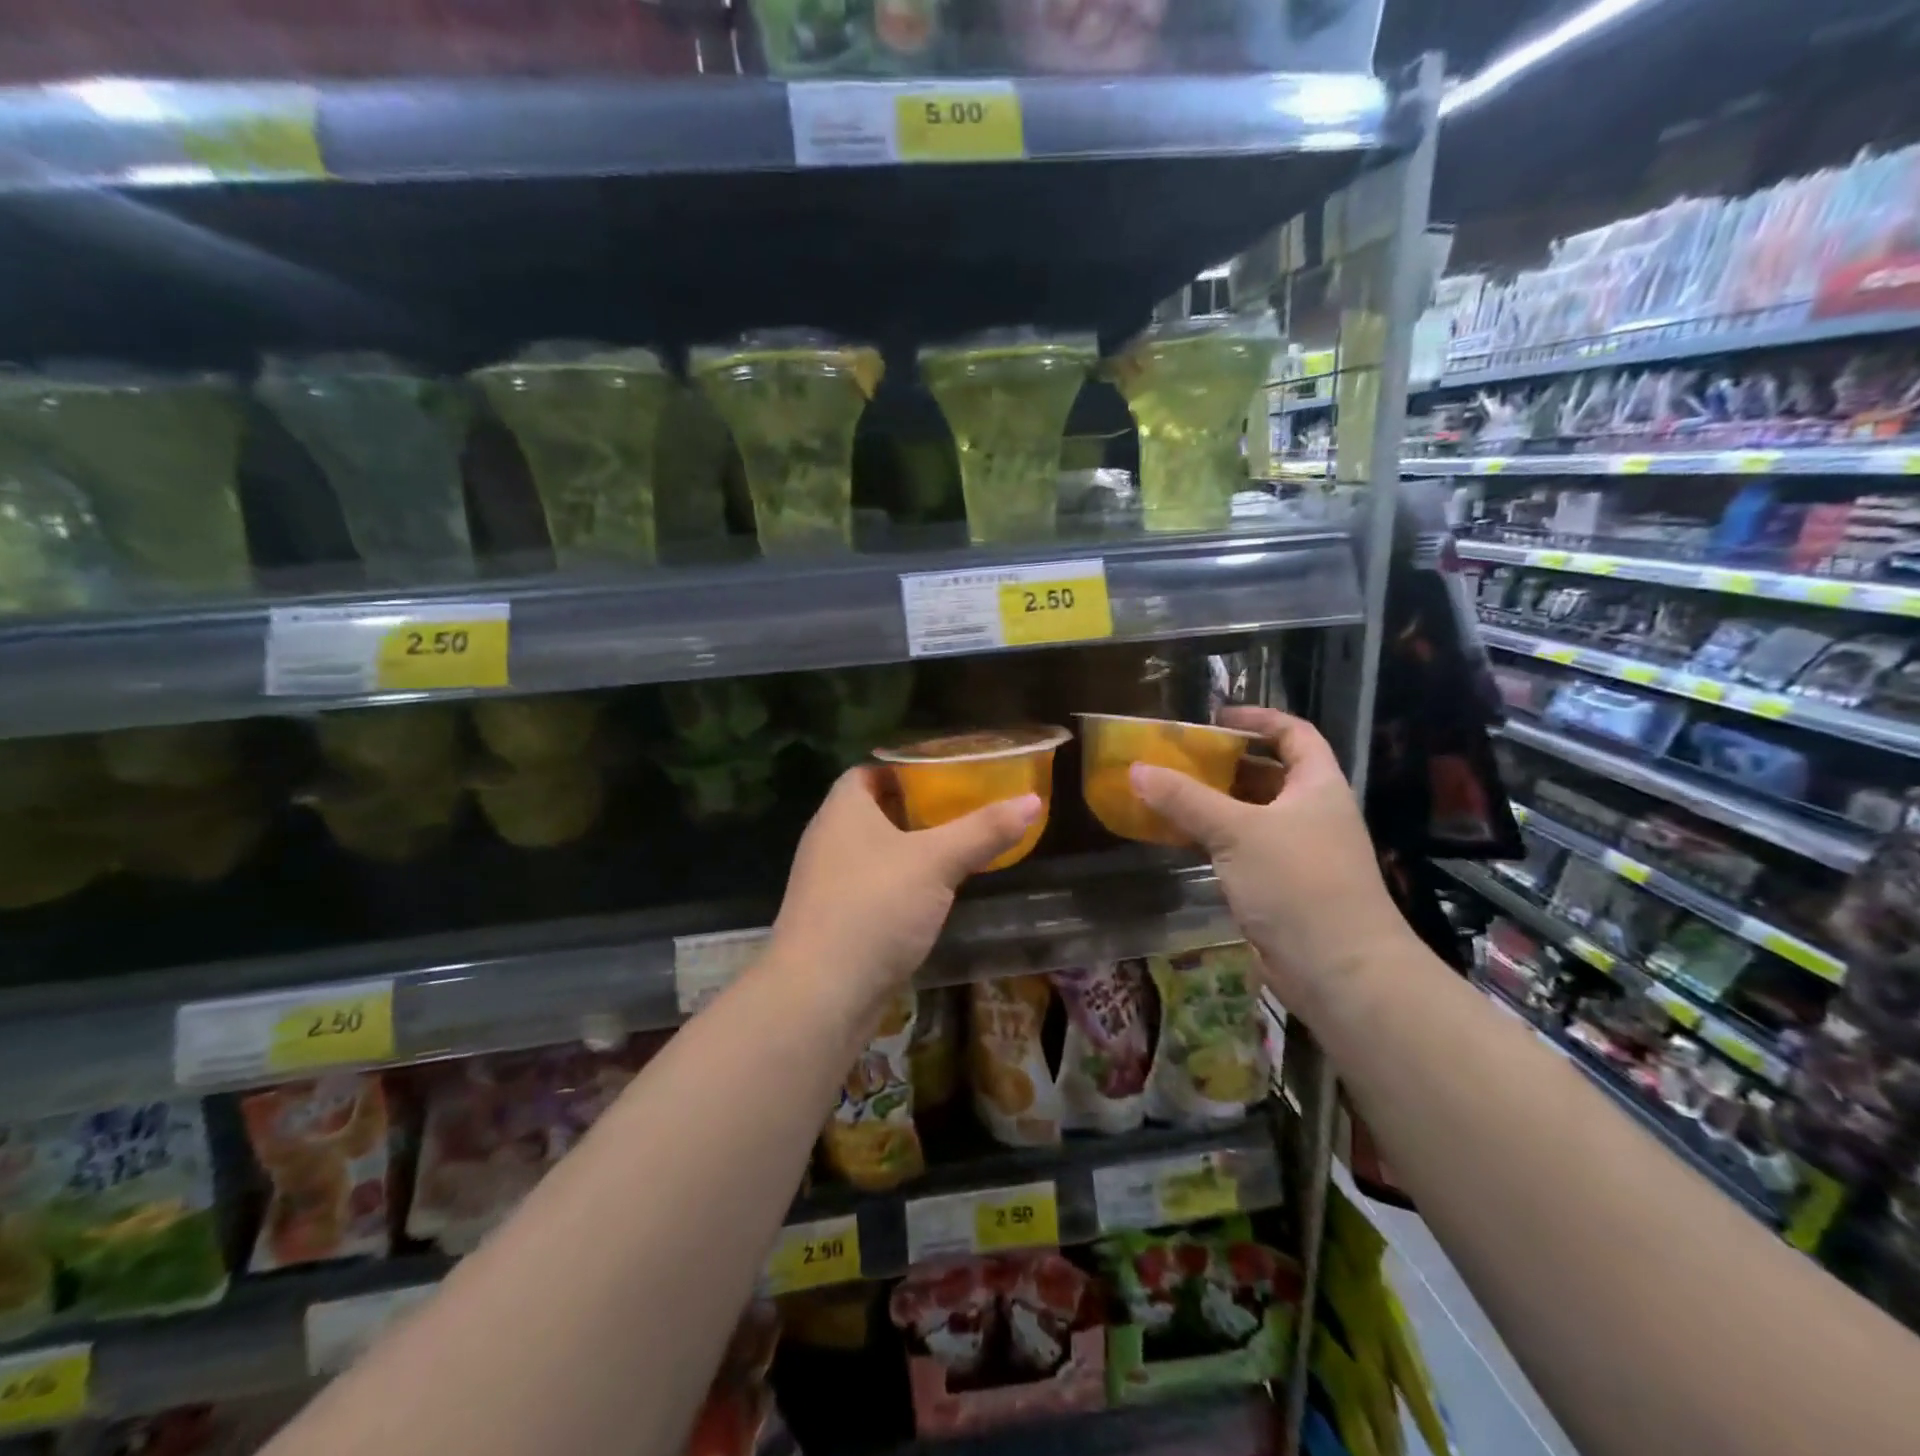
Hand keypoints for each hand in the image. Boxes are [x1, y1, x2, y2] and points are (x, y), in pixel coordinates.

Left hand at [770, 767, 1040, 1017]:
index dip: (908, 769)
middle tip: (965, 808)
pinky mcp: (836, 919)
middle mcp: (829, 839)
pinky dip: (902, 883)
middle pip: (876, 810)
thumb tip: (1032, 800)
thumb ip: (983, 830)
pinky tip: (933, 894)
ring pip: (876, 852)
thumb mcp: (936, 862)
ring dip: (912, 849)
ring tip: (958, 847)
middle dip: (918, 809)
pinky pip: (874, 886)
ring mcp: (828, 882)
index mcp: (843, 810)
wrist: (820, 996)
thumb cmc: (874, 908)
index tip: (949, 774)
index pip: (871, 771)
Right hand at [1129, 707, 1408, 1016]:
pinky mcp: (1281, 885)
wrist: (1339, 970)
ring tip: (1167, 792)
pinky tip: (1177, 839)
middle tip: (1178, 757)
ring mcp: (1298, 851)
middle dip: (1224, 763)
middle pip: (1268, 773)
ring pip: (1251, 814)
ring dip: (1213, 803)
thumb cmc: (1297, 882)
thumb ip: (1185, 799)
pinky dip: (1212, 839)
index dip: (1258, 718)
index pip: (1294, 734)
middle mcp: (1311, 812)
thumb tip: (1137, 769)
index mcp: (1317, 785)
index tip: (1215, 717)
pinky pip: (1241, 849)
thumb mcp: (1237, 831)